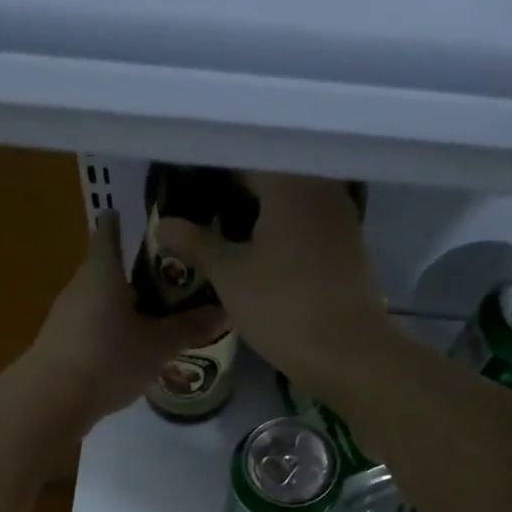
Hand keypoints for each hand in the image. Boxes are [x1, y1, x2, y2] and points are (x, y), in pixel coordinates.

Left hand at [19, 212, 226, 432]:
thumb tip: (226, 311)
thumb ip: (190, 328)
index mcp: (102, 271)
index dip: (127, 222)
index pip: (110, 231)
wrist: (50, 401)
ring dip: (125, 304)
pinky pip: (92, 325)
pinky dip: (112, 329)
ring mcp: (66, 314)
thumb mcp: (157, 345)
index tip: (152, 224)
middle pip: (108, 267)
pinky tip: (132, 348)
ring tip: (158, 316)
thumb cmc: (107, 358)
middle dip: (138, 271)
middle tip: (173, 278)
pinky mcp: (61, 342)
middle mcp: (80, 285)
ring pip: (100, 299)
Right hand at [154, 172, 388, 396]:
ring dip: (257, 212)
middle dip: (233, 192)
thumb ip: (195, 242)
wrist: (349, 354)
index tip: (183, 188)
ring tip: (222, 232)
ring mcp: (340, 216)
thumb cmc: (284, 307)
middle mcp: (320, 187)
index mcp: (290, 182)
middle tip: (198, 212)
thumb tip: (163, 224)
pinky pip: (306, 223)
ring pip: (289, 201)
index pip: (241, 157)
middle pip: (269, 176)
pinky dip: (281, 230)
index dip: (209, 172)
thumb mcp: (230, 275)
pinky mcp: (348, 245)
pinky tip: (258, 252)